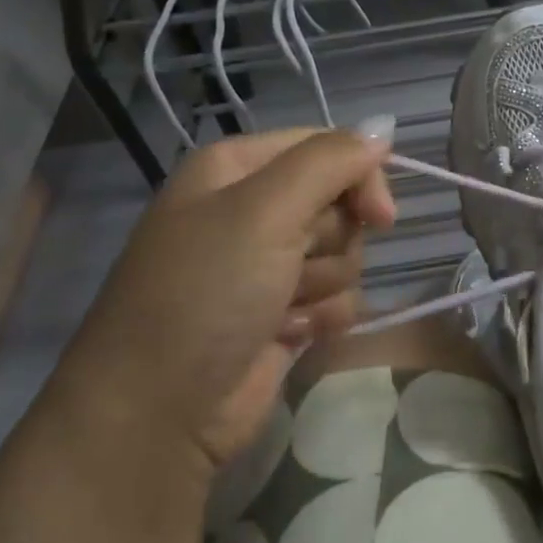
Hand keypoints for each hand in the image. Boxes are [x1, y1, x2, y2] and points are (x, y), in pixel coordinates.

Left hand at [58, 128, 395, 473]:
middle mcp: (253, 208)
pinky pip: (338, 297)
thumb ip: (330, 162)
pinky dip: (321, 317)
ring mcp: (268, 263)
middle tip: (292, 266)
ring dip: (323, 284)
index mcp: (237, 168)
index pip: (327, 147)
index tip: (379, 215)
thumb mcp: (265, 210)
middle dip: (329, 240)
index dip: (359, 177)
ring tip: (280, 309)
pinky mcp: (285, 311)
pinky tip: (286, 335)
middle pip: (340, 202)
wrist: (159, 413)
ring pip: (345, 253)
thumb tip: (383, 129)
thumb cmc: (205, 293)